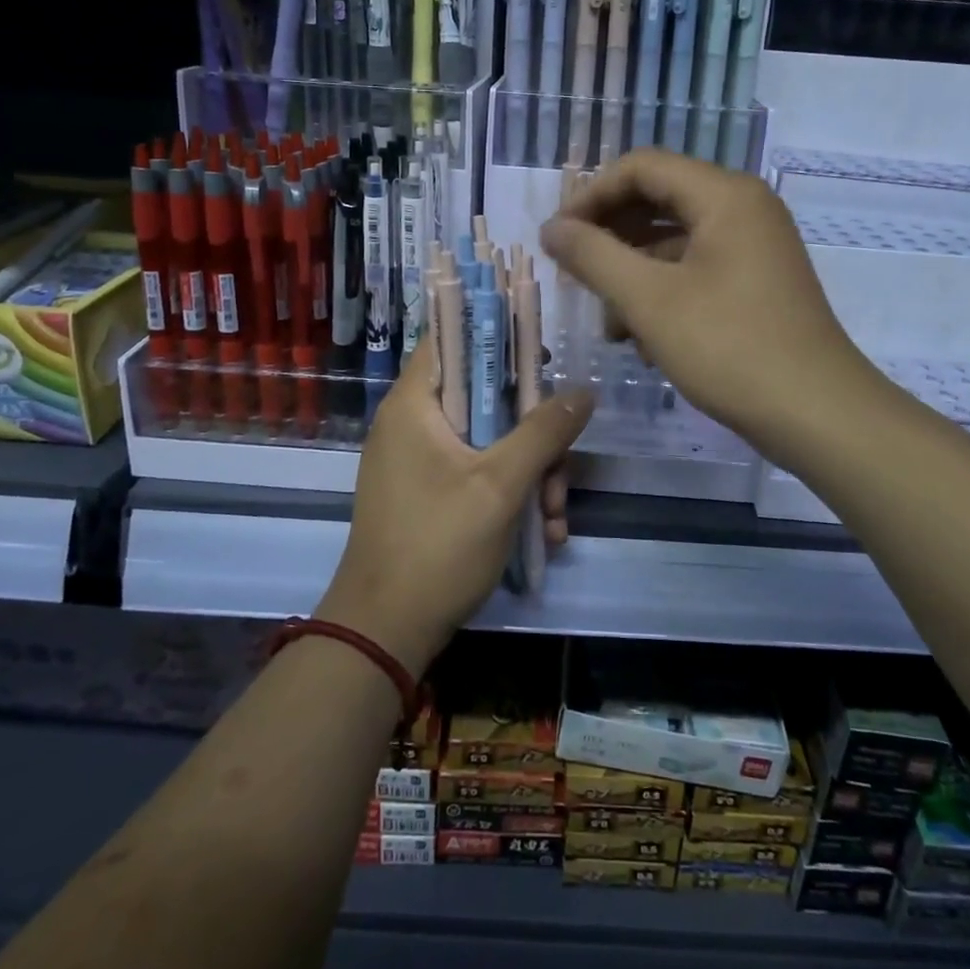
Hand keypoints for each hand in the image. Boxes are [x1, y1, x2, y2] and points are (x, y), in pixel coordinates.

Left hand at [317, 349, 593, 675]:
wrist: (385, 633)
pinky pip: (477, 475)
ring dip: (531, 474)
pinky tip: (541, 534)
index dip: (496, 335)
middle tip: (561, 468)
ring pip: (489, 442)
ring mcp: (419, 463)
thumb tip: (583, 390)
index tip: (541, 356)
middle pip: (484, 398)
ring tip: (554, 517)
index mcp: (415, 404)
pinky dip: (509, 496)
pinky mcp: (428, 496)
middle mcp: (412, 424)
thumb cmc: (438, 544)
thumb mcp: (501, 484)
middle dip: (533, 434)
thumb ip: (544, 431)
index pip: (451, 338)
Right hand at [539, 148, 862, 463]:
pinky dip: (663, 293)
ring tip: (610, 326)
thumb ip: (593, 256)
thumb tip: (552, 229)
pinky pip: (696, 269)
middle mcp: (743, 208)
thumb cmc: (729, 348)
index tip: (558, 238)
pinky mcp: (756, 282)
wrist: (817, 414)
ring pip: (674, 241)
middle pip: (658, 200)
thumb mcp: (649, 301)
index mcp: (724, 195)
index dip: (590, 195)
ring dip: (633, 274)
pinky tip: (644, 340)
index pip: (641, 167)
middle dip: (610, 237)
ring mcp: (754, 246)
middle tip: (575, 275)